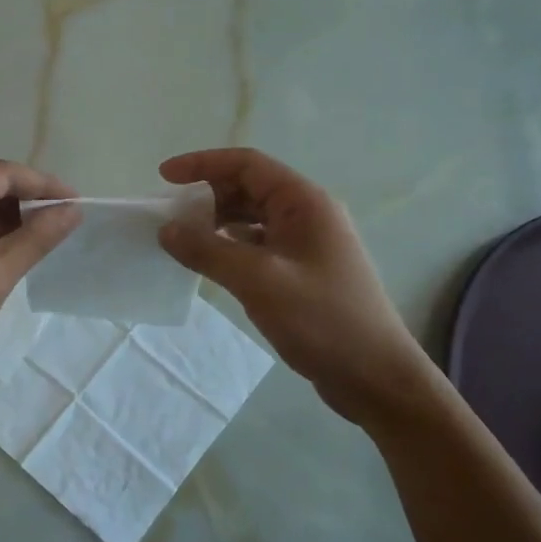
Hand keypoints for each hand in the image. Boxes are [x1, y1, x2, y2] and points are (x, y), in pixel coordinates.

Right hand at [157, 148, 430, 419]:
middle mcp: (309, 214)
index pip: (247, 164)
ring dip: (218, 222)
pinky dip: (232, 247)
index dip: (203, 164)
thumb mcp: (258, 281)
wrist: (376, 377)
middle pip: (250, 188)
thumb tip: (166, 229)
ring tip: (184, 239)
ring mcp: (309, 244)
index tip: (164, 177)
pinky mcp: (305, 271)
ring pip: (254, 218)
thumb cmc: (322, 320)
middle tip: (171, 216)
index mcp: (305, 202)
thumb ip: (208, 251)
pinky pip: (260, 245)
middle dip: (208, 196)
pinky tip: (212, 264)